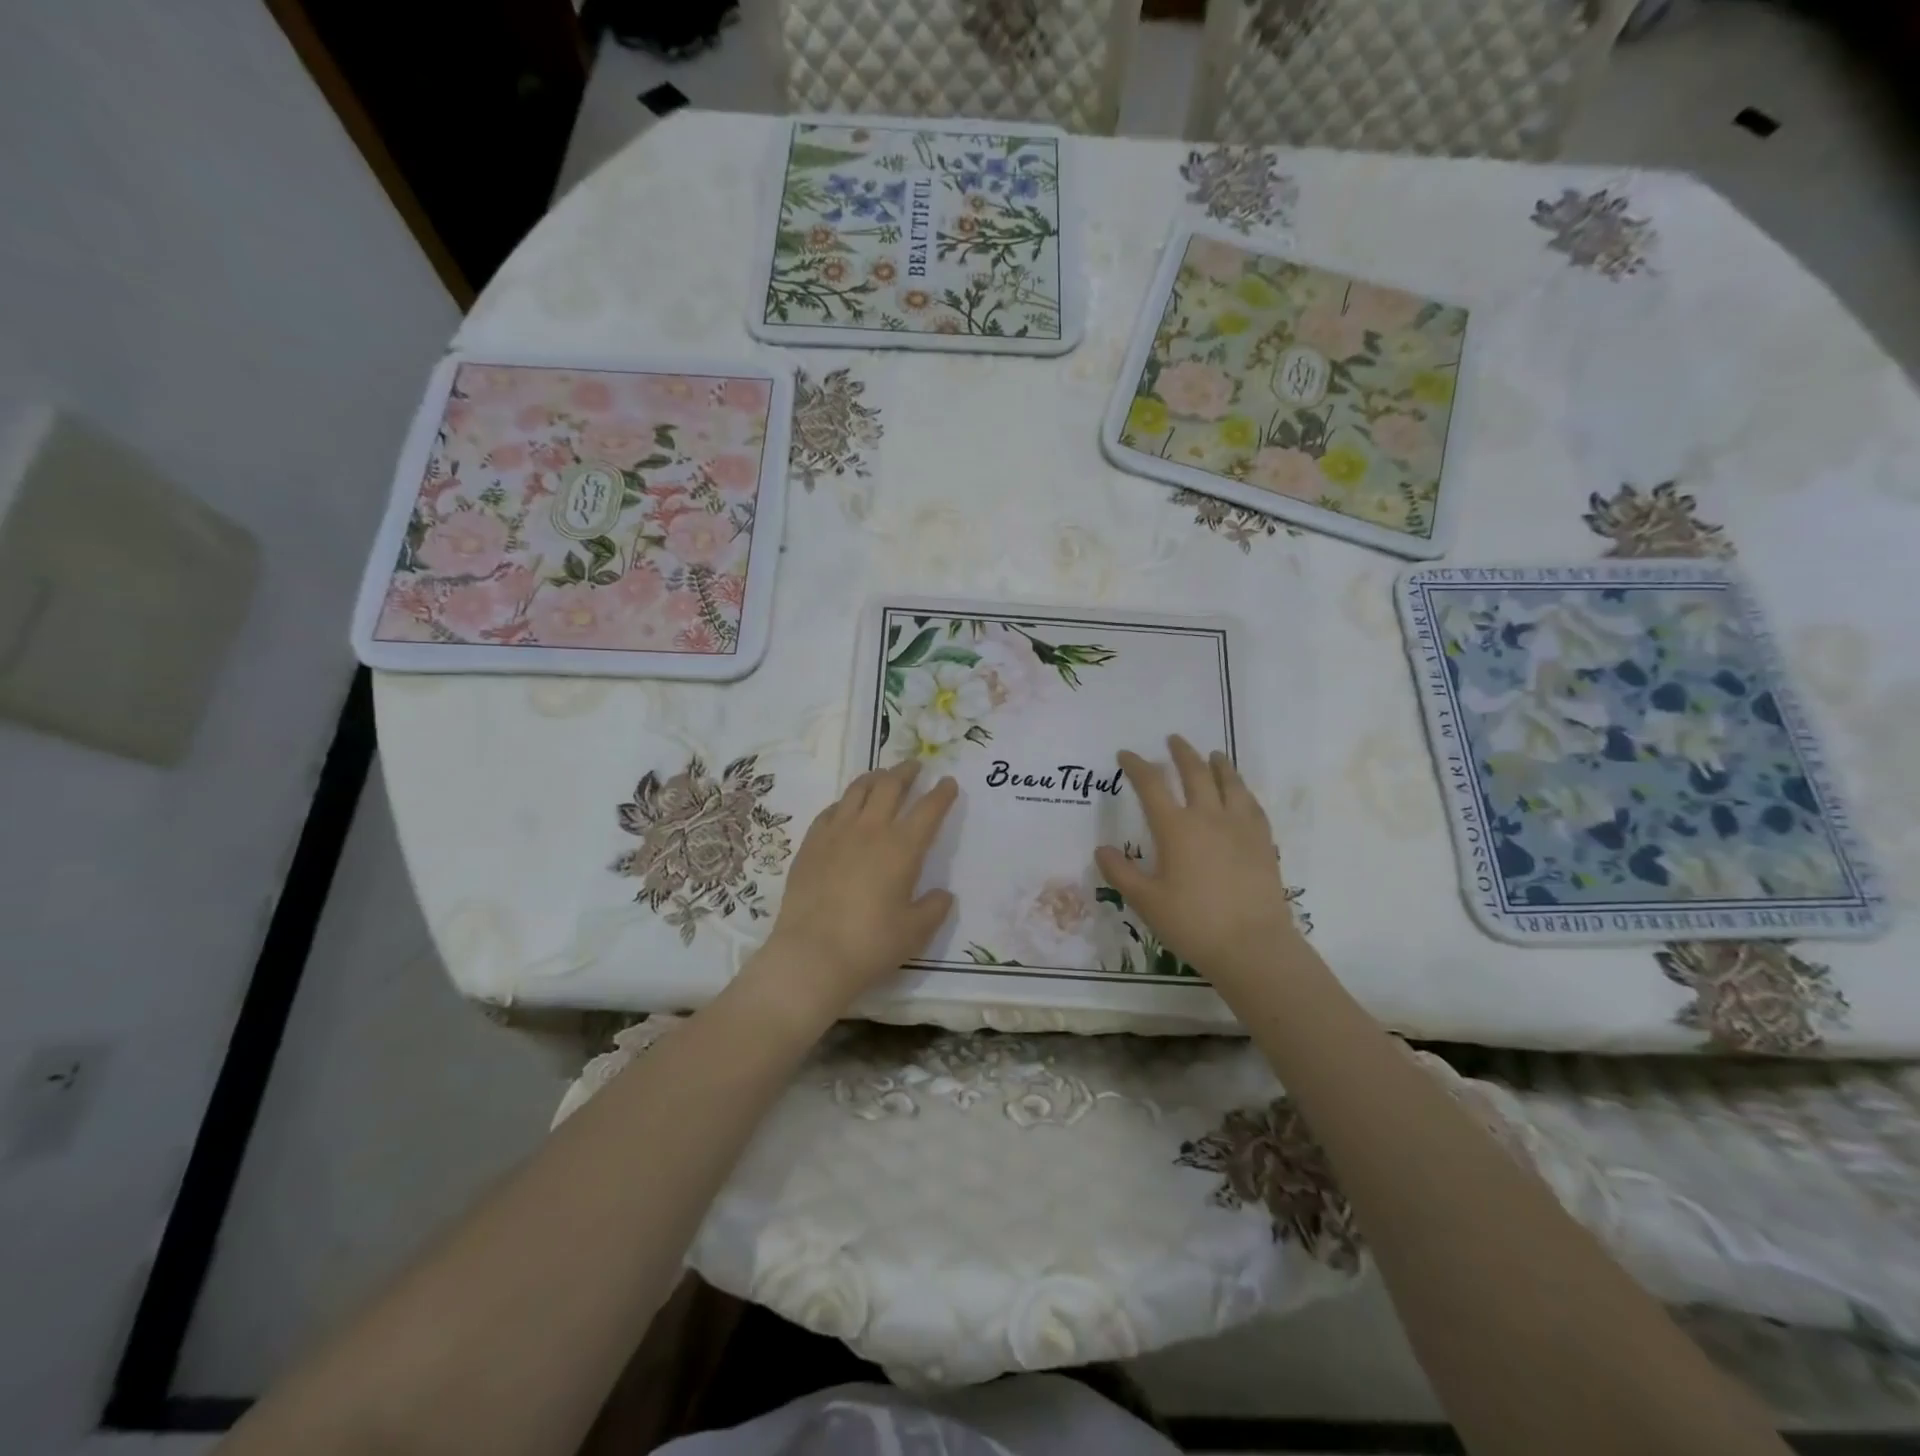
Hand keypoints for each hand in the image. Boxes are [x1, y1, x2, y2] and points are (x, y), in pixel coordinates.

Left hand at [741, 760, 957, 1031]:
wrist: (811, 954)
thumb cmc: (871, 944)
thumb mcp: (915, 932)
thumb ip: (934, 908)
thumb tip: (942, 894)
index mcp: (902, 848)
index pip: (928, 810)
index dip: (942, 794)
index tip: (949, 783)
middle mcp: (870, 830)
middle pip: (890, 787)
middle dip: (906, 772)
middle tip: (915, 766)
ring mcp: (836, 833)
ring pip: (857, 790)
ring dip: (875, 778)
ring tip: (882, 776)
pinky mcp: (810, 844)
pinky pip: (830, 810)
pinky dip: (845, 802)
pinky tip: (846, 807)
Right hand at [1095, 735, 1300, 992]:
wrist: (1252, 946)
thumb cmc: (1192, 923)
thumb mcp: (1146, 901)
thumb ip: (1121, 872)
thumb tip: (1102, 849)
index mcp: (1176, 828)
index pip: (1151, 785)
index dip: (1136, 766)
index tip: (1125, 755)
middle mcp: (1209, 817)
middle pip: (1195, 773)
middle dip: (1181, 753)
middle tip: (1173, 739)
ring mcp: (1240, 827)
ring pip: (1230, 783)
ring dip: (1218, 764)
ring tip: (1213, 755)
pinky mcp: (1263, 842)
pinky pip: (1252, 805)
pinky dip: (1243, 791)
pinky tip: (1241, 794)